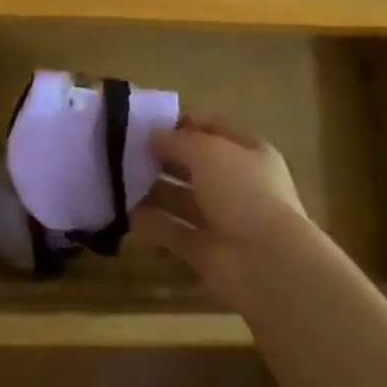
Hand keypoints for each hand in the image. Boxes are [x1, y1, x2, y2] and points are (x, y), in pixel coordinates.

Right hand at [133, 118, 306, 309]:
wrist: (267, 263)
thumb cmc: (243, 191)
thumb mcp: (208, 151)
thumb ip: (178, 141)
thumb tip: (153, 135)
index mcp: (249, 151)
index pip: (214, 128)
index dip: (184, 123)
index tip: (149, 123)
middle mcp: (237, 183)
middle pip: (195, 164)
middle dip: (164, 157)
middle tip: (126, 152)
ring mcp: (223, 219)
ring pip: (183, 200)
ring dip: (154, 190)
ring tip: (119, 180)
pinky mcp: (206, 252)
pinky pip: (175, 232)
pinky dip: (153, 225)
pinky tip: (125, 214)